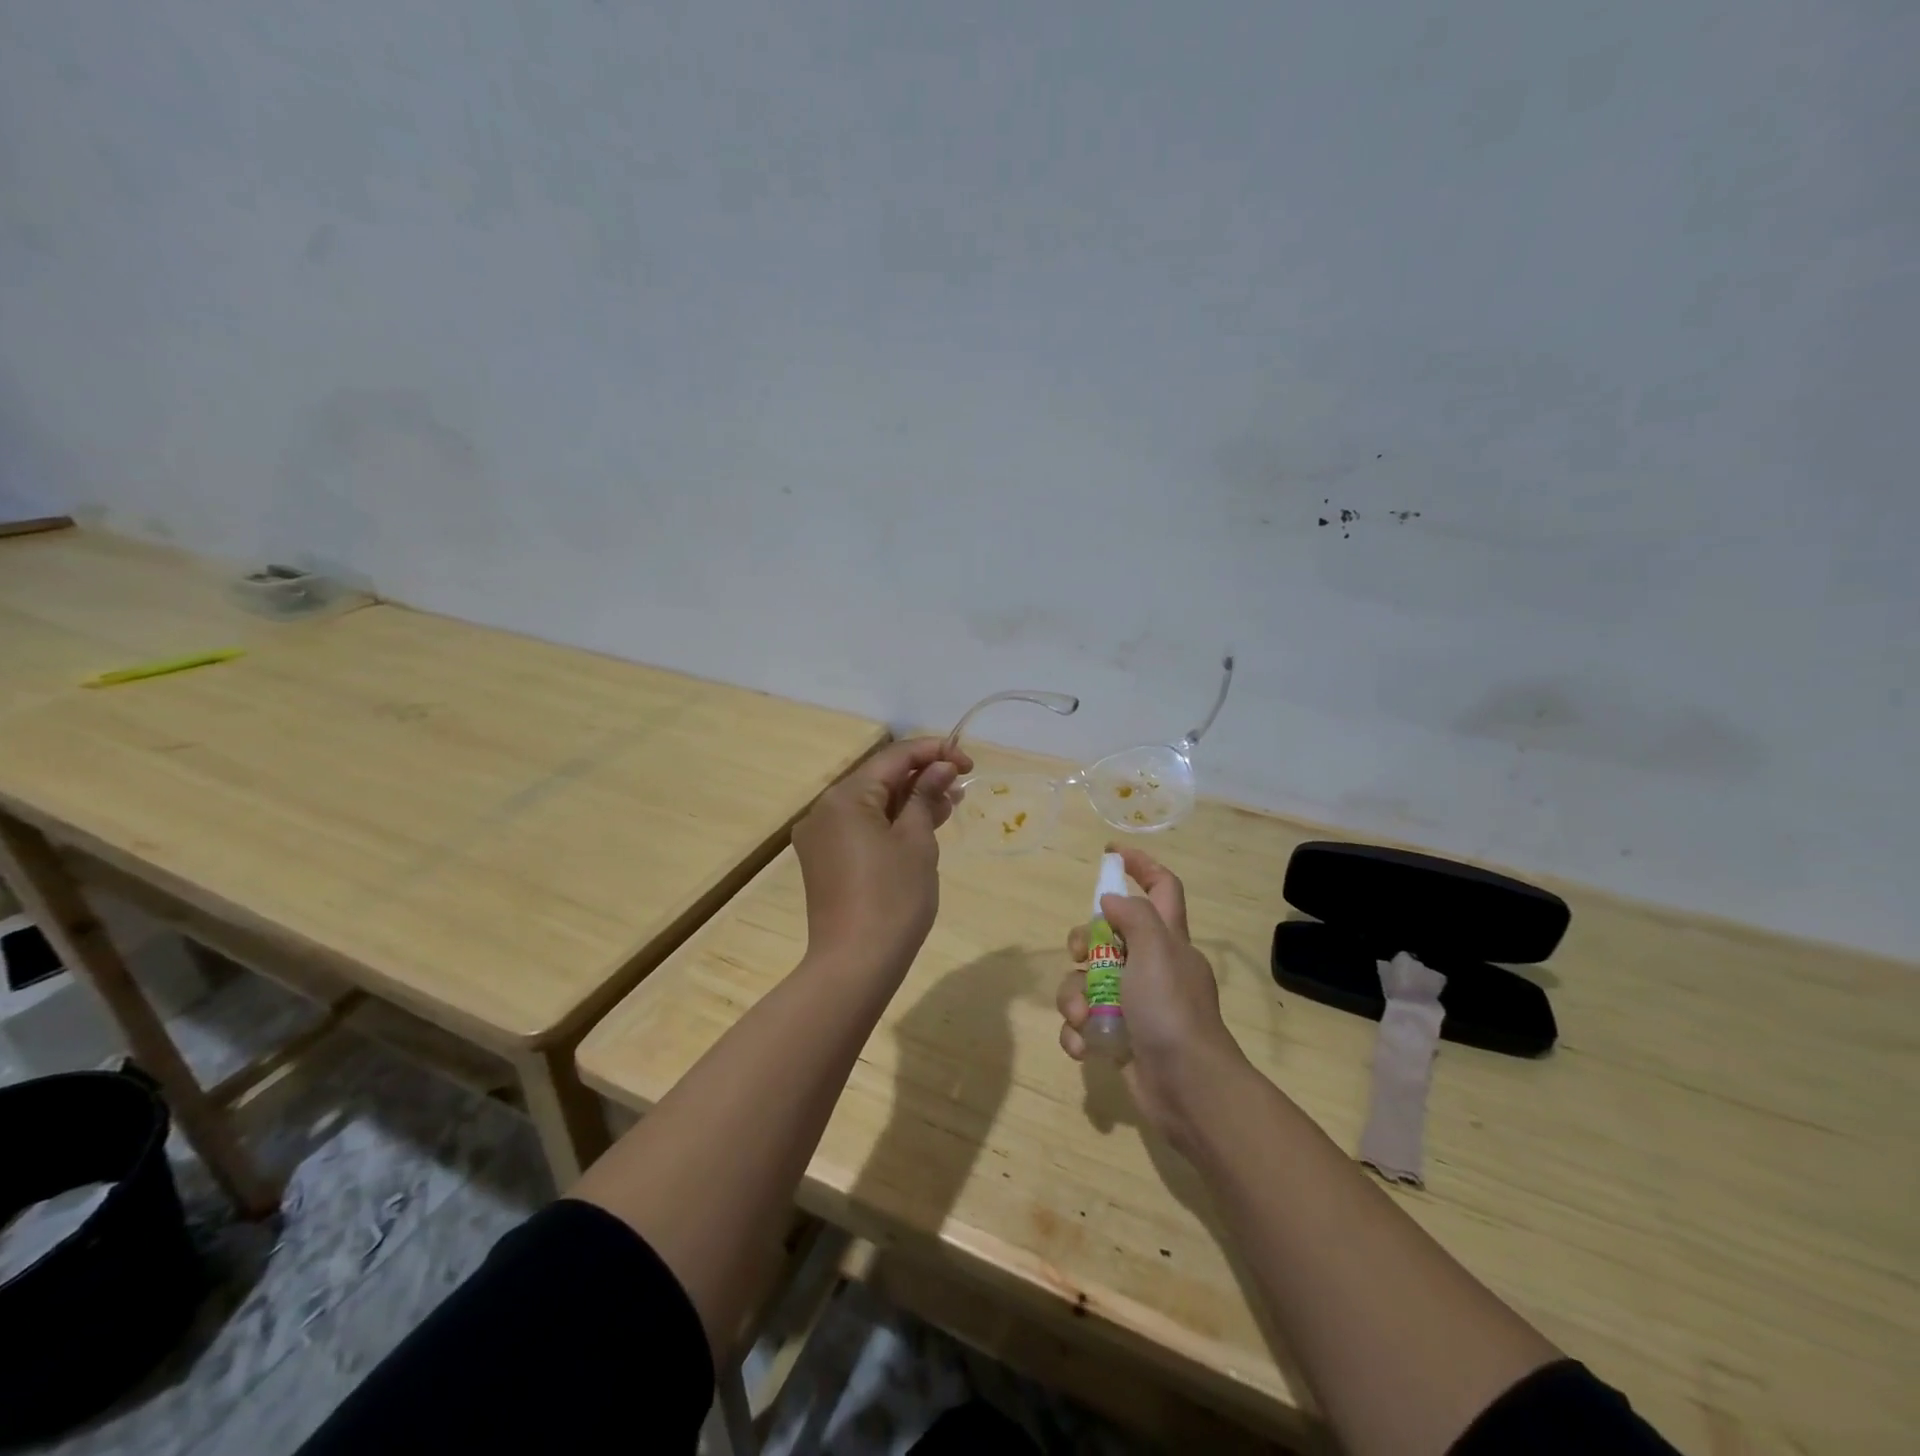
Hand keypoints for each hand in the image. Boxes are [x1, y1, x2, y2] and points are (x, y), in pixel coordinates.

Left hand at [792, 736, 971, 980]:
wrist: (856, 964)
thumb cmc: (893, 898)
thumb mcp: (917, 841)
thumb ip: (926, 796)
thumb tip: (940, 768)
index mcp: (845, 797)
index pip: (894, 757)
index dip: (934, 753)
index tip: (969, 764)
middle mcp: (825, 810)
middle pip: (879, 779)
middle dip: (922, 778)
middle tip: (961, 787)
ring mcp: (821, 838)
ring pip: (871, 805)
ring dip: (909, 802)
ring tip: (948, 806)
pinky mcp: (825, 862)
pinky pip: (861, 829)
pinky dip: (891, 824)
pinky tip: (920, 829)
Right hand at [1057, 846, 1246, 1140]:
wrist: (1187, 1089)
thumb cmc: (1172, 1010)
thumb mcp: (1156, 951)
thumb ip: (1134, 916)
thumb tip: (1110, 901)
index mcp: (1168, 940)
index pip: (1162, 887)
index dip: (1140, 865)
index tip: (1110, 853)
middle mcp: (1151, 966)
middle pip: (1108, 935)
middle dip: (1084, 943)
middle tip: (1080, 956)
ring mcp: (1134, 1004)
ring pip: (1088, 982)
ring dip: (1075, 998)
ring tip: (1083, 1019)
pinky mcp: (1119, 1037)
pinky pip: (1086, 1023)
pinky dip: (1079, 1033)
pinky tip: (1083, 1046)